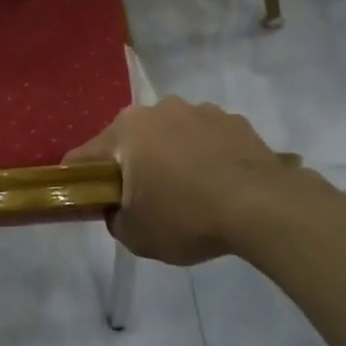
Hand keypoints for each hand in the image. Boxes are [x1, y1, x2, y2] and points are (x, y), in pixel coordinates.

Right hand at [65, 97, 323, 265]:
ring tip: (191, 193)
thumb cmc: (187, 217)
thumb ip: (115, 219)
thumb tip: (118, 209)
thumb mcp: (136, 236)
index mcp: (126, 130)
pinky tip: (220, 185)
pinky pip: (207, 139)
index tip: (91, 201)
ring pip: (172, 135)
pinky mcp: (234, 120)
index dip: (81, 180)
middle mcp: (158, 109)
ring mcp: (199, 111)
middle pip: (132, 140)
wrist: (263, 208)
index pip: (85, 156)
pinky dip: (207, 156)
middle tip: (146, 200)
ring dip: (172, 156)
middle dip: (133, 165)